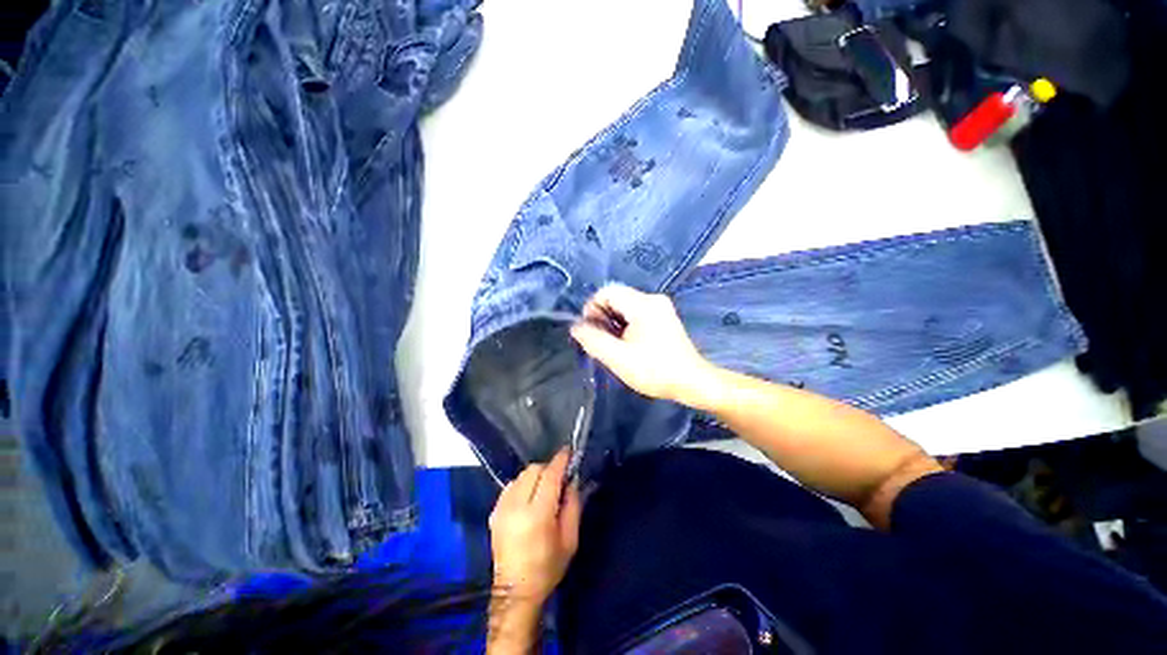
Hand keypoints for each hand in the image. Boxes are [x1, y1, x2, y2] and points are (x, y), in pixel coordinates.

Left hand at [489, 449, 581, 605]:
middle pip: (533, 470)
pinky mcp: (494, 512)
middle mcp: (516, 506)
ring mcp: (502, 508)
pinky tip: (528, 499)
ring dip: (535, 477)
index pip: (550, 476)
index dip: (560, 460)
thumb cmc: (547, 567)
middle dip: (548, 469)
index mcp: (537, 515)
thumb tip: (572, 480)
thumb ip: (573, 505)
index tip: (569, 452)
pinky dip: (522, 486)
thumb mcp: (570, 540)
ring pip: (521, 475)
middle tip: (558, 480)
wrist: (515, 592)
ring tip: (542, 491)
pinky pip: (511, 486)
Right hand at [570, 284, 713, 402]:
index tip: (590, 330)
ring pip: (626, 306)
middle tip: (600, 341)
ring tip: (613, 345)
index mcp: (643, 304)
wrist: (692, 382)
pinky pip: (636, 313)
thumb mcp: (618, 358)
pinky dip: (626, 324)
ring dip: (613, 322)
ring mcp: (661, 307)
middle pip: (617, 297)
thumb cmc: (654, 371)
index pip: (607, 292)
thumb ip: (593, 340)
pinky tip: (626, 343)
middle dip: (602, 316)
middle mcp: (653, 299)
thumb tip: (575, 327)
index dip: (592, 308)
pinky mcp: (664, 317)